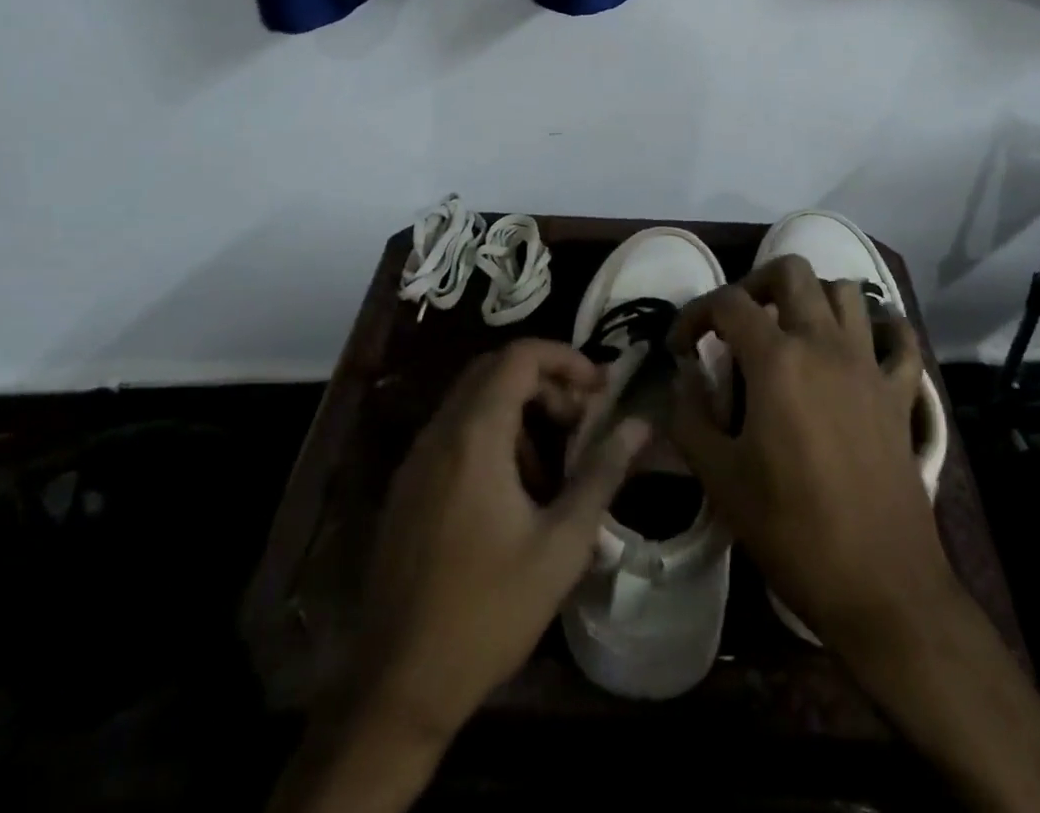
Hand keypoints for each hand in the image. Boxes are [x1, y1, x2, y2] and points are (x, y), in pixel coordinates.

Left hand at [353, 338, 649, 744]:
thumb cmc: (489, 611)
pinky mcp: (408, 486)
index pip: (520, 356)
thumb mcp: (562, 544)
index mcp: (475, 435)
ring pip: (474, 401)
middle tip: (582, 420)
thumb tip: (641, 424)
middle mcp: (440, 432)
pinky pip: (456, 433)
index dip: (566, 358)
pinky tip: (517, 493)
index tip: (600, 388)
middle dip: (546, 383)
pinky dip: (493, 436)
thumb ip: (602, 472)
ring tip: (555, 466)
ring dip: (520, 411)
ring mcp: (417, 459)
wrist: (398, 684)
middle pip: (495, 371)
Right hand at [667, 256, 952, 658]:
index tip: (681, 347)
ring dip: (813, 298)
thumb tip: (684, 377)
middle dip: (755, 284)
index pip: (728, 303)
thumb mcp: (720, 477)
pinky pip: (899, 339)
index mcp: (777, 360)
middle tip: (738, 322)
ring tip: (790, 331)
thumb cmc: (791, 530)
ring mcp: (869, 365)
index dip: (695, 315)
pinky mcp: (901, 394)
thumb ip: (690, 416)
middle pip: (791, 271)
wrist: (880, 586)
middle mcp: (825, 344)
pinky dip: (881, 329)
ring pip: (845, 292)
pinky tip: (860, 347)